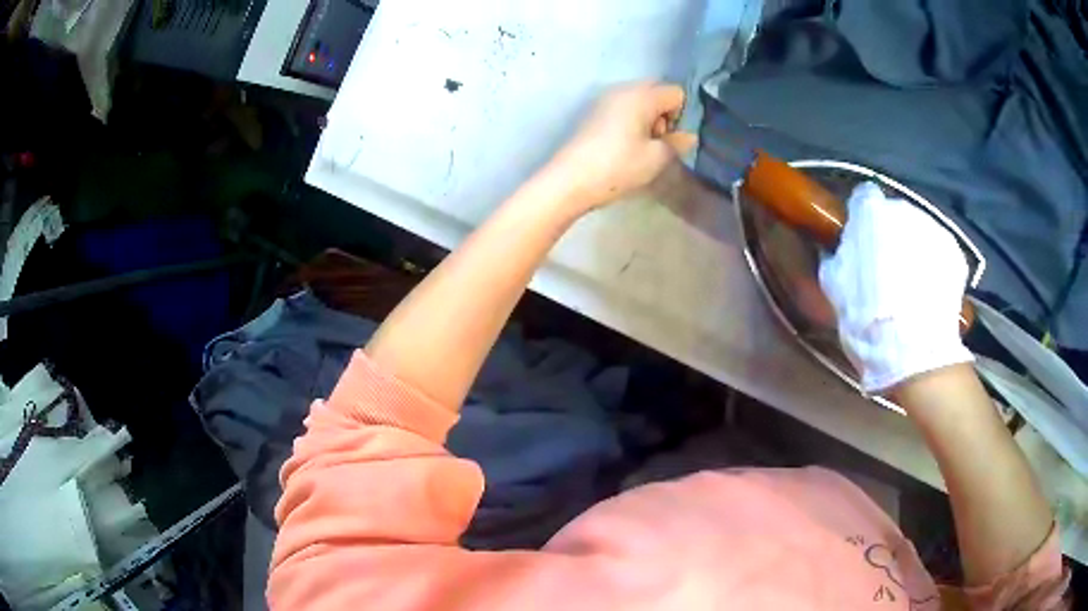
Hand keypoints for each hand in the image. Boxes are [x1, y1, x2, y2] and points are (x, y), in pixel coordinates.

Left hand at [546, 82, 697, 212]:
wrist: (569, 180)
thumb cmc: (618, 166)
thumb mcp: (657, 158)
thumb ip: (677, 143)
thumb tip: (689, 136)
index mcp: (641, 95)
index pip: (676, 92)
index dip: (679, 116)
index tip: (667, 139)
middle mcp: (622, 89)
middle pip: (656, 92)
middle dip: (663, 114)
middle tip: (654, 142)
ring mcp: (604, 99)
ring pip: (639, 100)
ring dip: (646, 119)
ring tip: (638, 147)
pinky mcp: (592, 112)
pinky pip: (622, 107)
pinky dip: (630, 121)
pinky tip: (621, 146)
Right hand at [818, 182, 973, 391]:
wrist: (913, 350)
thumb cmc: (866, 316)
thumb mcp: (834, 288)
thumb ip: (837, 257)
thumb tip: (838, 251)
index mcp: (871, 212)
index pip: (863, 197)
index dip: (861, 219)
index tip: (859, 241)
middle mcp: (904, 209)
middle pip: (894, 214)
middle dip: (890, 234)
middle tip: (885, 268)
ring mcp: (933, 228)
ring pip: (919, 231)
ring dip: (913, 248)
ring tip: (910, 284)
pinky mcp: (955, 252)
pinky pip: (939, 251)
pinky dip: (933, 265)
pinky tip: (928, 293)